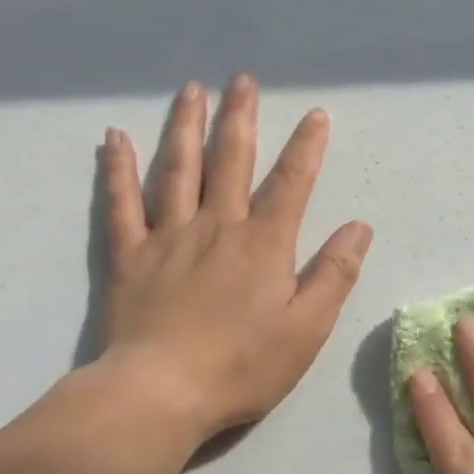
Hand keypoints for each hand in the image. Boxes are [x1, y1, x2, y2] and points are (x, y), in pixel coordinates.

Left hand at [91, 74, 372, 447]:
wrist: (160, 394)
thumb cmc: (243, 365)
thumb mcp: (308, 328)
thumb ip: (334, 274)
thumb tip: (359, 227)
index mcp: (264, 243)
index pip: (292, 183)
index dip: (307, 147)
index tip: (316, 114)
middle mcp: (217, 226)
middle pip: (231, 160)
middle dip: (240, 118)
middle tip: (242, 79)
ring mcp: (168, 237)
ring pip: (177, 169)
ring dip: (186, 127)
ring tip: (192, 91)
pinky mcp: (130, 257)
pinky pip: (121, 203)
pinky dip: (117, 169)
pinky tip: (115, 138)